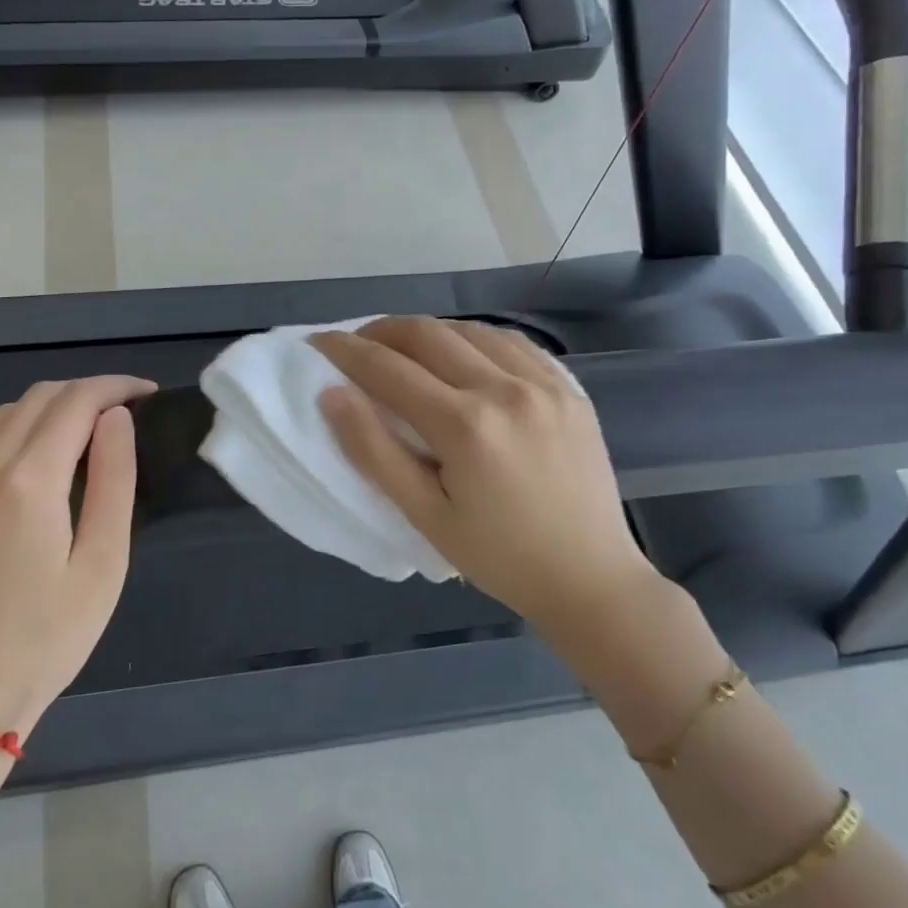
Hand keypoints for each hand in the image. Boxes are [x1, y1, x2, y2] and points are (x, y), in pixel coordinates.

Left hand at [0, 375, 154, 740]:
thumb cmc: (46, 639)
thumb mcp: (102, 564)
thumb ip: (112, 481)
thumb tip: (116, 419)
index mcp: (27, 482)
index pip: (75, 403)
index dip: (116, 387)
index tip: (152, 394)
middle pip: (39, 398)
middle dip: (89, 390)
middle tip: (133, 410)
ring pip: (10, 414)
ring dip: (57, 405)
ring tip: (99, 428)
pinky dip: (29, 427)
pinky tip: (55, 457)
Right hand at [313, 317, 665, 647]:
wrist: (590, 578)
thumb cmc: (498, 558)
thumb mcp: (425, 516)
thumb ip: (374, 452)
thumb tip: (332, 395)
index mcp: (465, 426)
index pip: (388, 369)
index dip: (345, 351)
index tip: (318, 342)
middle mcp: (505, 389)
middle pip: (428, 334)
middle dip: (381, 331)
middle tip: (355, 343)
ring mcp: (543, 384)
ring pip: (470, 329)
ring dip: (428, 331)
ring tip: (403, 348)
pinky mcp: (569, 389)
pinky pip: (513, 342)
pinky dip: (475, 338)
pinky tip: (462, 352)